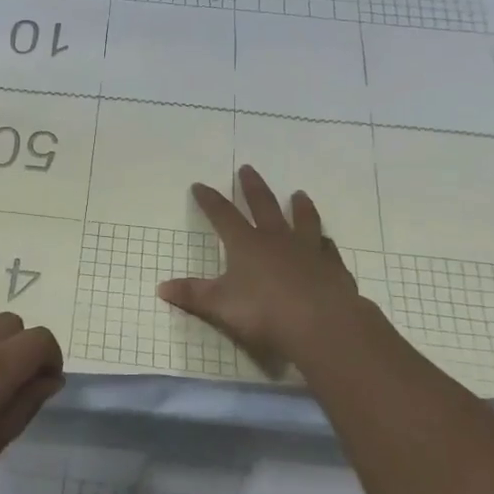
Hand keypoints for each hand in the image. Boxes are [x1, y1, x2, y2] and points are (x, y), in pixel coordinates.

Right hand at [158, 165, 381, 374]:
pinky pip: (327, 248)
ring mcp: (308, 250)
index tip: (199, 185)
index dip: (209, 200)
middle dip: (252, 187)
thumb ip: (193, 295)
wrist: (322, 325)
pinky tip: (325, 241)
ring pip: (303, 219)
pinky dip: (324, 242)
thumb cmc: (265, 313)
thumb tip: (161, 288)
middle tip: (247, 168)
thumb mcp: (220, 306)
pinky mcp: (332, 267)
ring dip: (299, 206)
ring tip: (298, 194)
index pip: (223, 215)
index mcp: (247, 244)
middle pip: (263, 205)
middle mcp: (277, 240)